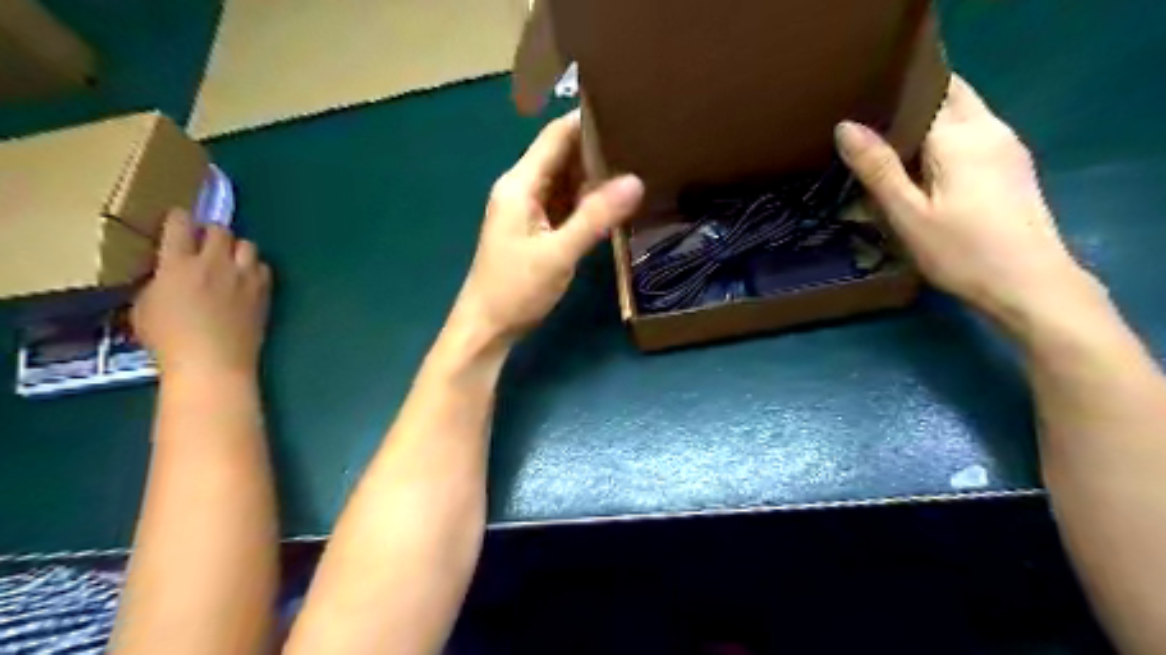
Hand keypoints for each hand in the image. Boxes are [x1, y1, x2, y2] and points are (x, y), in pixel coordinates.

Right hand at [133, 211, 272, 379]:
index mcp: (177, 264)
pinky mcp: (264, 291)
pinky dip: (255, 269)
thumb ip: (159, 281)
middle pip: (220, 230)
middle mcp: (214, 263)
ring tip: (230, 263)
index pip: (180, 224)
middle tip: (206, 246)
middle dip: (212, 233)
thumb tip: (169, 273)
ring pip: (248, 244)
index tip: (179, 222)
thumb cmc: (169, 341)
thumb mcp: (145, 306)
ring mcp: (243, 276)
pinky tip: (247, 281)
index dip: (180, 219)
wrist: (213, 362)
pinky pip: (264, 267)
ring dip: (237, 249)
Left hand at [448, 110, 645, 346]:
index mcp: (520, 184)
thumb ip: (596, 217)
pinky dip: (588, 201)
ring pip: (566, 181)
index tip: (627, 111)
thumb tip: (636, 181)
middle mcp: (523, 189)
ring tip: (637, 165)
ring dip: (595, 175)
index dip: (588, 121)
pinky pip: (565, 205)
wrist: (486, 328)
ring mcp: (529, 210)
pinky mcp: (536, 230)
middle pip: (562, 155)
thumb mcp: (558, 253)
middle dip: (598, 147)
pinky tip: (614, 202)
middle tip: (642, 141)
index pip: (556, 136)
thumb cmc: (515, 290)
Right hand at [833, 72, 1098, 331]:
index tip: (859, 106)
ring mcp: (1007, 145)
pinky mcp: (1013, 166)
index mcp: (960, 135)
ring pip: (964, 112)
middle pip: (951, 93)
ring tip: (888, 143)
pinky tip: (923, 166)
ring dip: (929, 119)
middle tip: (870, 125)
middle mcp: (990, 128)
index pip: (925, 90)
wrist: (1029, 284)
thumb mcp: (907, 214)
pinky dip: (946, 137)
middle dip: (913, 100)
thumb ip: (878, 168)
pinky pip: (974, 133)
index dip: (892, 93)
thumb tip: (845, 125)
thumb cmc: (961, 251)